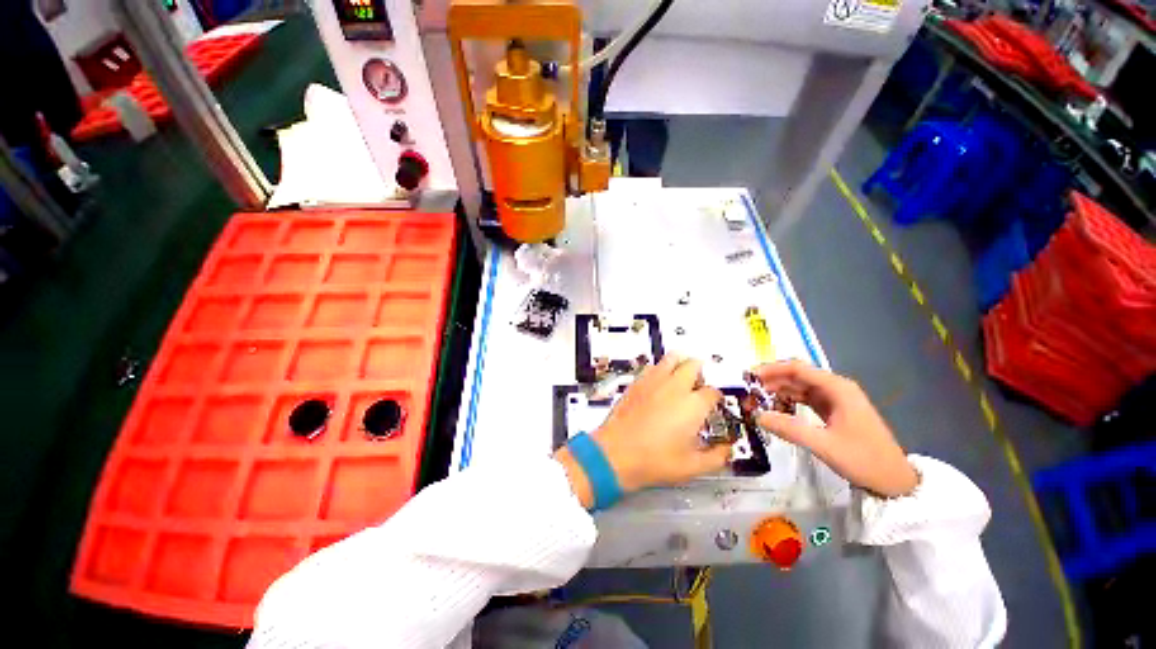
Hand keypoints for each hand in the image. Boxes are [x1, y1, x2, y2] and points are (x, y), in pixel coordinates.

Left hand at [555, 354, 728, 506]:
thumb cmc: (654, 460)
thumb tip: (727, 450)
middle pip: (693, 365)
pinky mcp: (637, 382)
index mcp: (693, 405)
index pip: (712, 392)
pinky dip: (660, 368)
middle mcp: (675, 387)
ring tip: (681, 375)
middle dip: (700, 371)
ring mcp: (654, 381)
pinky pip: (652, 366)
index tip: (714, 404)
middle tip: (699, 384)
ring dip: (680, 362)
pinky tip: (659, 381)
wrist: (616, 453)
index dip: (716, 398)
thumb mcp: (692, 467)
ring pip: (672, 358)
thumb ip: (716, 457)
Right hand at [750, 360, 918, 498]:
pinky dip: (789, 401)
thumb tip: (757, 416)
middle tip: (748, 390)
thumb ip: (789, 429)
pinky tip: (775, 408)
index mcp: (837, 388)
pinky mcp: (834, 411)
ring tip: (756, 399)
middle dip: (771, 380)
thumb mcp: (824, 445)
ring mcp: (835, 400)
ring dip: (778, 390)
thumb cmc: (864, 460)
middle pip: (797, 376)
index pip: (797, 369)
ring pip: (800, 387)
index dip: (771, 369)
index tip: (748, 377)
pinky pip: (805, 399)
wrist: (895, 481)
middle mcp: (836, 388)